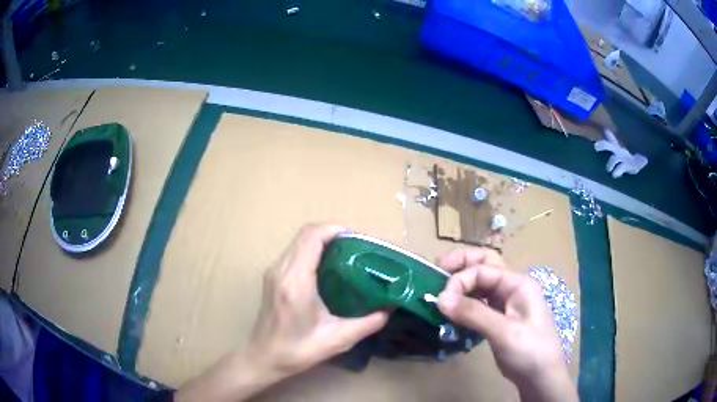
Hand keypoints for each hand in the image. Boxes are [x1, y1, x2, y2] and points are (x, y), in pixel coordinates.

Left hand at [248, 224, 388, 377]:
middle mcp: (281, 270)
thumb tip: (390, 308)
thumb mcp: (338, 339)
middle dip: (330, 233)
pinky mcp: (272, 277)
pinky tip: (327, 268)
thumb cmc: (298, 350)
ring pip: (297, 241)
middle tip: (355, 247)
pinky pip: (293, 252)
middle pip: (304, 234)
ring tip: (344, 255)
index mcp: (296, 281)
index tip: (356, 239)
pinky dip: (311, 250)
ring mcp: (273, 272)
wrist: (264, 357)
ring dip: (320, 240)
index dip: (333, 229)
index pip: (311, 237)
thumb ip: (368, 323)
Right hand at [437, 248, 576, 401]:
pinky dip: (465, 302)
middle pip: (485, 265)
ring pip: (481, 284)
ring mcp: (507, 303)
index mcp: (518, 283)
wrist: (540, 375)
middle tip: (438, 269)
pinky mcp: (500, 318)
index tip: (442, 299)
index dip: (460, 280)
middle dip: (462, 264)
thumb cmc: (529, 349)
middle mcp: (512, 287)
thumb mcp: (503, 331)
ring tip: (441, 291)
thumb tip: (440, 299)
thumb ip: (473, 313)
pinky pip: (480, 303)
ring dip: (462, 284)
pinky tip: (453, 311)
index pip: (483, 269)